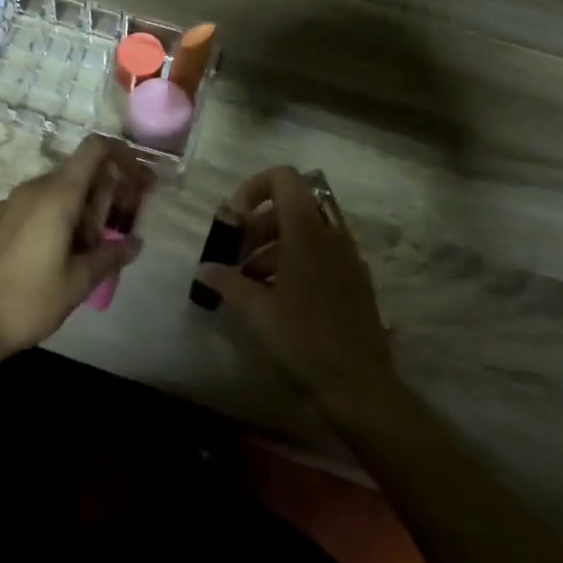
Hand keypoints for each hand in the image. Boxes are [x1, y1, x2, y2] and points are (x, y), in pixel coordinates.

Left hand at [0, 136, 145, 358]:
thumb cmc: (29, 300)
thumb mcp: (78, 282)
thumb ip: (110, 256)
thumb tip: (136, 243)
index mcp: (57, 195)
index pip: (94, 149)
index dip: (121, 154)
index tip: (138, 178)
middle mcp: (33, 188)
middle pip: (78, 171)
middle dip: (105, 191)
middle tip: (120, 226)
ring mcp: (11, 202)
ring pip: (57, 189)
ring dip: (81, 207)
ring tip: (91, 248)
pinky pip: (36, 204)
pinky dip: (57, 215)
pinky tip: (60, 253)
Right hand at [196, 167, 396, 413]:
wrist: (359, 384)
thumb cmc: (303, 338)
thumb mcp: (256, 310)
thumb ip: (227, 281)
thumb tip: (203, 268)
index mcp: (307, 231)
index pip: (284, 178)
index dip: (254, 187)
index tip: (235, 219)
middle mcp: (331, 234)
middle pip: (290, 206)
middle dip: (258, 223)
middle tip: (237, 255)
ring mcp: (347, 257)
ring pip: (306, 230)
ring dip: (274, 244)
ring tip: (250, 279)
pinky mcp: (355, 280)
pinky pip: (322, 252)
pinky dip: (296, 259)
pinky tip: (277, 295)